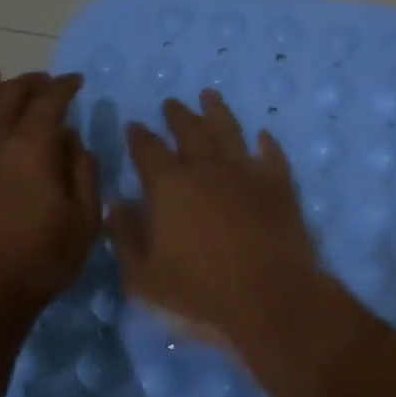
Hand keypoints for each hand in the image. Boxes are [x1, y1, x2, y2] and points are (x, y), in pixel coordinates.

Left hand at [0, 68, 100, 312]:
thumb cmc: (39, 263)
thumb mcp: (83, 221)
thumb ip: (83, 171)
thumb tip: (71, 137)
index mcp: (31, 147)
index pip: (50, 100)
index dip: (64, 86)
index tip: (74, 82)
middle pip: (8, 94)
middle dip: (30, 82)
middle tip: (42, 82)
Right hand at [109, 90, 319, 343]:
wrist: (271, 299)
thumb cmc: (200, 294)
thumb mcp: (145, 277)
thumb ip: (126, 237)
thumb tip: (116, 205)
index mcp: (170, 186)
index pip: (148, 150)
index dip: (138, 137)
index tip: (133, 126)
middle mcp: (207, 168)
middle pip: (190, 131)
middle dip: (177, 115)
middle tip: (171, 104)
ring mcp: (246, 173)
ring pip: (229, 131)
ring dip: (217, 112)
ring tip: (209, 96)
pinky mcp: (279, 185)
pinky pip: (271, 155)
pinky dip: (266, 143)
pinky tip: (262, 136)